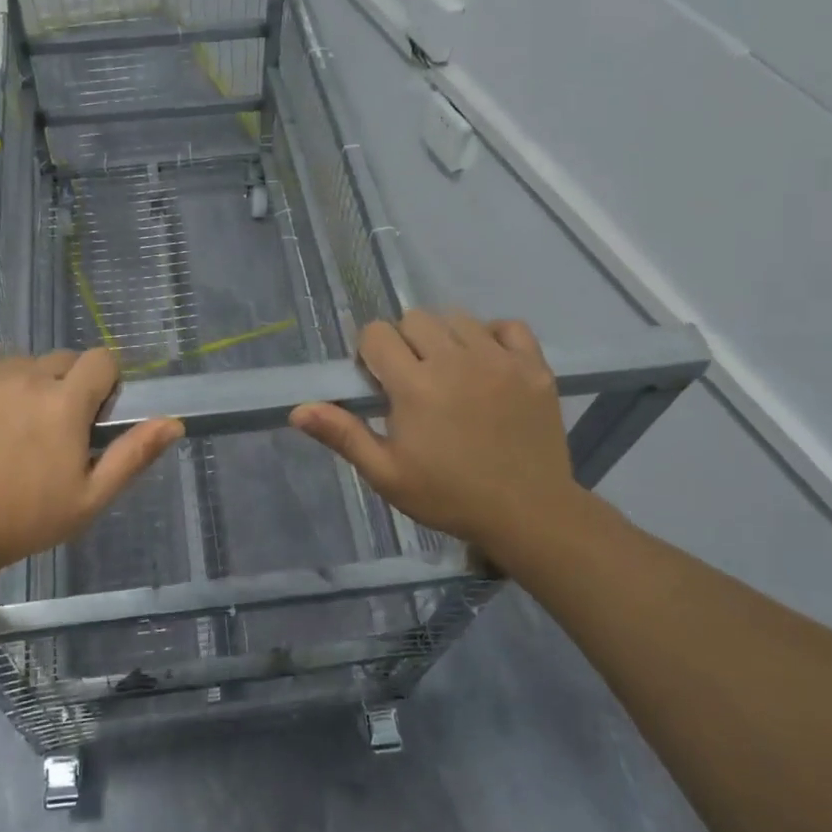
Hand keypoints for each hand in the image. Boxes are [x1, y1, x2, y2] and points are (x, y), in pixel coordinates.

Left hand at [0, 349, 182, 586]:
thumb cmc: (26, 520)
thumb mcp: (90, 498)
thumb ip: (133, 454)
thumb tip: (175, 422)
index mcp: (64, 401)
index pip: (101, 359)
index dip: (103, 382)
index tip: (91, 411)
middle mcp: (24, 376)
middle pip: (58, 360)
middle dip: (62, 386)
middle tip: (47, 428)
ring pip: (15, 364)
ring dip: (20, 386)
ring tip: (5, 428)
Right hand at [289, 310, 586, 557]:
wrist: (528, 514)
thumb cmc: (448, 496)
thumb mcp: (387, 474)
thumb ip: (343, 435)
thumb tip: (298, 409)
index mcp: (415, 386)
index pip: (377, 334)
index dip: (371, 353)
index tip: (380, 382)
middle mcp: (455, 361)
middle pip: (414, 318)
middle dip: (404, 342)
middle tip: (414, 380)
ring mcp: (500, 360)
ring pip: (458, 318)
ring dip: (445, 338)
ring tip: (450, 372)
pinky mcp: (534, 366)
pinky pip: (508, 326)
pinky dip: (493, 336)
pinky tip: (487, 363)